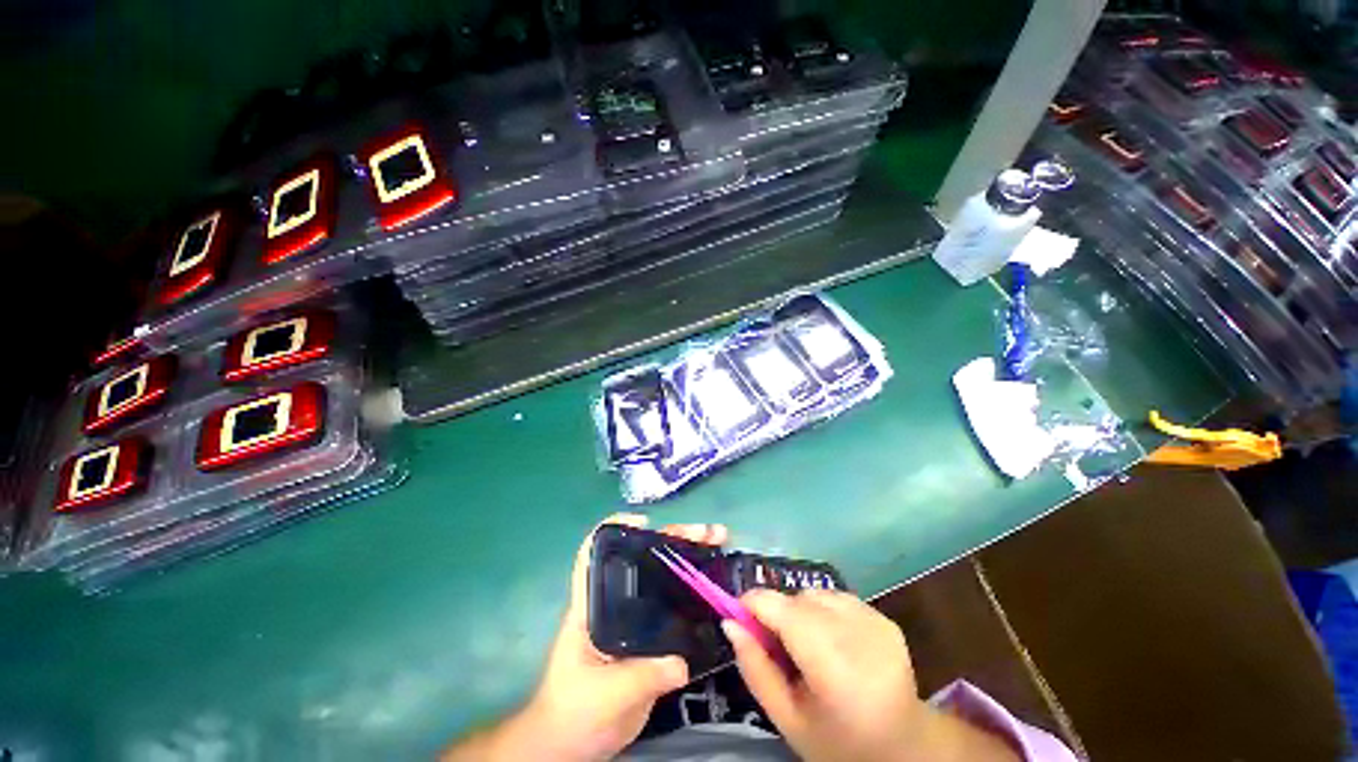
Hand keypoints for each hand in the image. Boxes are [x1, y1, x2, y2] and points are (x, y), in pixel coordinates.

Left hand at [442, 514, 727, 761]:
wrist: (571, 747)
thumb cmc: (572, 712)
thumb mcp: (604, 694)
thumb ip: (641, 676)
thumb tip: (682, 662)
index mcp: (592, 605)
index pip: (595, 553)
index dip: (616, 529)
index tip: (645, 521)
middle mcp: (615, 602)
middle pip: (643, 558)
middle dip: (674, 539)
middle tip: (707, 533)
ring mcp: (635, 619)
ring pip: (663, 579)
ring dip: (691, 561)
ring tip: (720, 546)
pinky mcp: (650, 640)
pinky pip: (675, 609)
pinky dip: (696, 595)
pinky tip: (718, 590)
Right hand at [724, 589, 1019, 761]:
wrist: (905, 748)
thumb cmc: (839, 742)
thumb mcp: (787, 719)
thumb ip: (755, 669)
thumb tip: (730, 623)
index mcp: (830, 662)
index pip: (778, 606)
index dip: (752, 604)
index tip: (740, 619)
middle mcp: (854, 631)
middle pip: (795, 598)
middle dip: (777, 613)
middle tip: (777, 646)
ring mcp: (873, 619)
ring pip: (814, 594)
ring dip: (801, 611)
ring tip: (808, 646)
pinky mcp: (884, 617)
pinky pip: (837, 598)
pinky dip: (824, 611)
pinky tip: (833, 642)